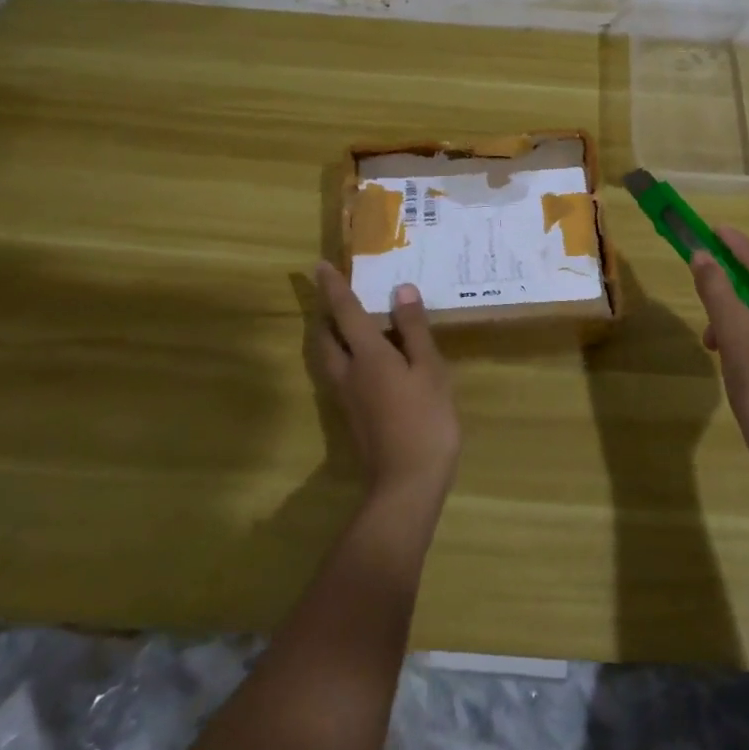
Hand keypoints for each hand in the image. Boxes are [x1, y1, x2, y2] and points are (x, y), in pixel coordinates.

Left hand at [313, 264, 460, 506]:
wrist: (406, 483)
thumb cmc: (425, 420)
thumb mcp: (429, 369)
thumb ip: (414, 329)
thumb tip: (401, 290)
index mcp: (368, 355)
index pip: (345, 312)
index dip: (333, 288)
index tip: (319, 266)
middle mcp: (349, 372)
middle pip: (326, 337)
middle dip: (326, 314)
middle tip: (336, 296)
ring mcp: (347, 397)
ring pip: (330, 357)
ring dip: (332, 336)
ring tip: (350, 323)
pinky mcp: (354, 416)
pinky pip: (341, 374)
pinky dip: (346, 356)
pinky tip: (369, 361)